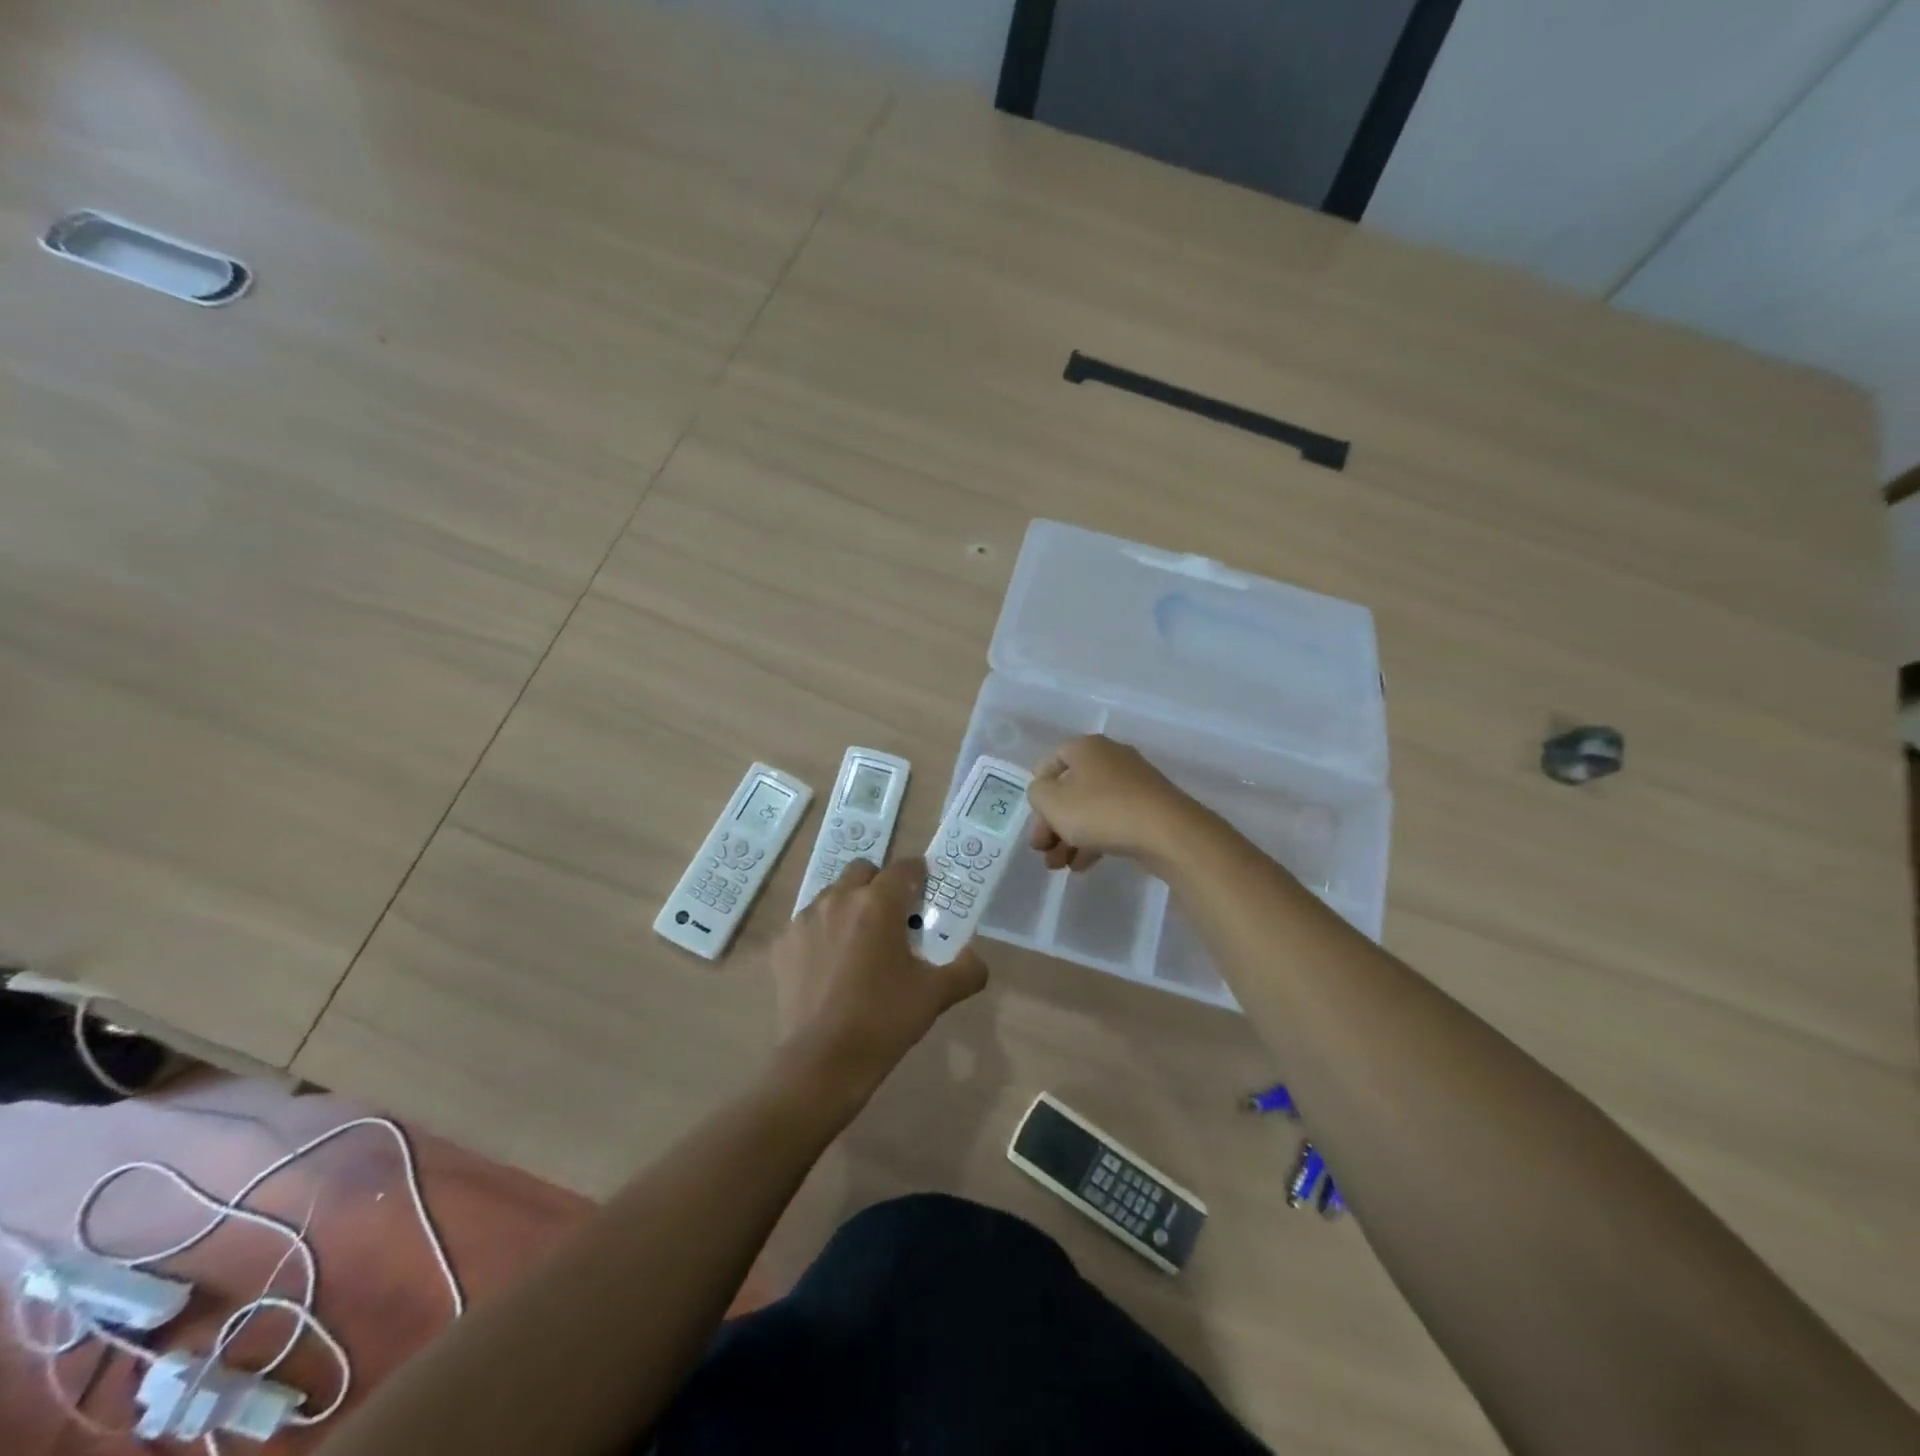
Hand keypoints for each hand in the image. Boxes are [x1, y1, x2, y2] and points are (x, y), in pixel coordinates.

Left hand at [769, 858, 987, 1113]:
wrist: (821, 1063)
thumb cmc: (884, 1021)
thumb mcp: (936, 995)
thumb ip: (965, 970)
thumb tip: (974, 959)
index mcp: (878, 903)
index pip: (904, 868)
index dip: (918, 875)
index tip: (925, 893)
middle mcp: (838, 899)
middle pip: (863, 871)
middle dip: (879, 885)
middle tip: (892, 918)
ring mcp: (804, 921)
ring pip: (832, 895)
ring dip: (848, 907)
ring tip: (858, 944)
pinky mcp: (781, 945)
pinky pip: (807, 925)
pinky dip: (821, 935)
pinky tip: (829, 968)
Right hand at [1027, 734, 1200, 870]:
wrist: (1168, 832)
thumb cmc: (1101, 810)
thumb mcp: (1052, 802)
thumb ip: (1037, 793)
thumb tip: (1046, 793)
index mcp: (1086, 748)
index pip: (1051, 761)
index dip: (1038, 791)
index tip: (1036, 820)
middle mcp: (1110, 758)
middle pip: (1070, 789)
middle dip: (1052, 823)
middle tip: (1044, 851)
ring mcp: (1134, 782)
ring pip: (1091, 808)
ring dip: (1071, 836)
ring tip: (1060, 866)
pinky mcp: (1150, 806)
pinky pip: (1113, 819)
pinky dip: (1096, 839)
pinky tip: (1085, 865)